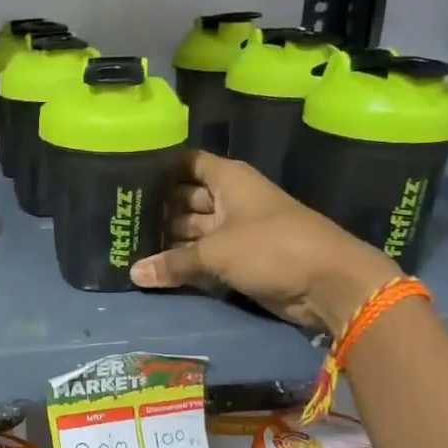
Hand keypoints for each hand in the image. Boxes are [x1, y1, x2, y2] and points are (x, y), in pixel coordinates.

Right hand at [129, 151, 399, 334]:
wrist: (330, 284)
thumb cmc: (272, 248)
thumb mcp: (217, 252)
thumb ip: (174, 262)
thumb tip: (134, 273)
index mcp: (229, 179)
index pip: (187, 163)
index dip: (160, 167)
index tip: (125, 175)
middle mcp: (231, 199)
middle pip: (185, 197)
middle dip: (157, 207)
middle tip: (117, 217)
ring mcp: (236, 230)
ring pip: (193, 229)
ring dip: (168, 238)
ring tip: (127, 242)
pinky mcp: (241, 258)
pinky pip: (204, 255)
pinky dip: (184, 261)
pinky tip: (153, 266)